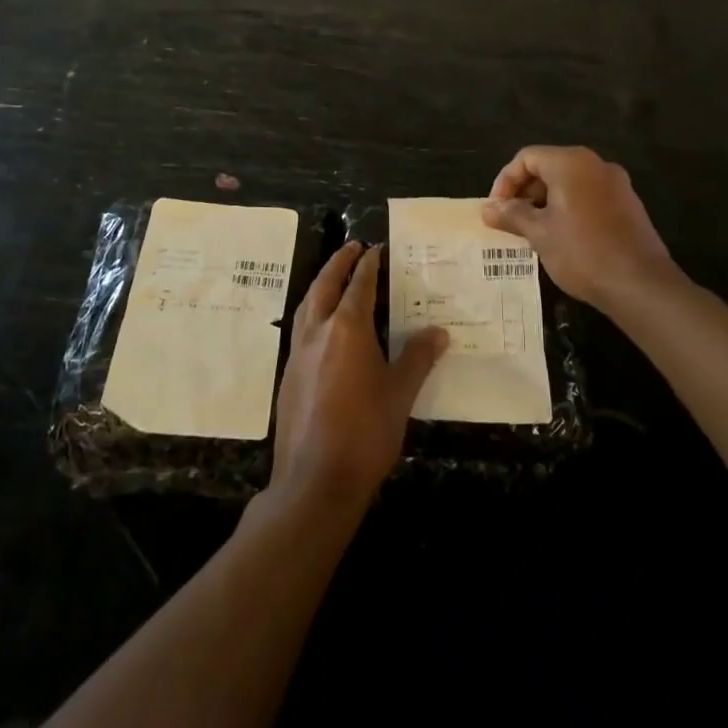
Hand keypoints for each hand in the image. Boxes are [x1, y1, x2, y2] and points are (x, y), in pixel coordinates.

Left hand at [270, 243, 445, 516]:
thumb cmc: (365, 433)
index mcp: (348, 329)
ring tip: (334, 277)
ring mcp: (298, 354)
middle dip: (338, 263)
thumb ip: (417, 358)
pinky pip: (301, 329)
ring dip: (322, 285)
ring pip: (308, 305)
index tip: (376, 248)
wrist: (315, 480)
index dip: (369, 265)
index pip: (359, 285)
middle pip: (325, 286)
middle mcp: (318, 332)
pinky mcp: (288, 375)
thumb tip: (438, 332)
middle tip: (351, 247)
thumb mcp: (400, 394)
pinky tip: (323, 327)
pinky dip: (313, 312)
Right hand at [481, 146, 674, 309]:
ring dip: (545, 203)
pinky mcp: (627, 205)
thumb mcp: (539, 234)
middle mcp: (595, 164)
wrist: (641, 285)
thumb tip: (488, 209)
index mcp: (571, 163)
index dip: (505, 181)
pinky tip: (561, 239)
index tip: (496, 210)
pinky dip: (568, 209)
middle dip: (525, 192)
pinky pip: (588, 197)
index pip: (527, 158)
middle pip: (548, 167)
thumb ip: (512, 215)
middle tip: (511, 222)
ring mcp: (616, 184)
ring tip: (533, 233)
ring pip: (569, 183)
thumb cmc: (583, 253)